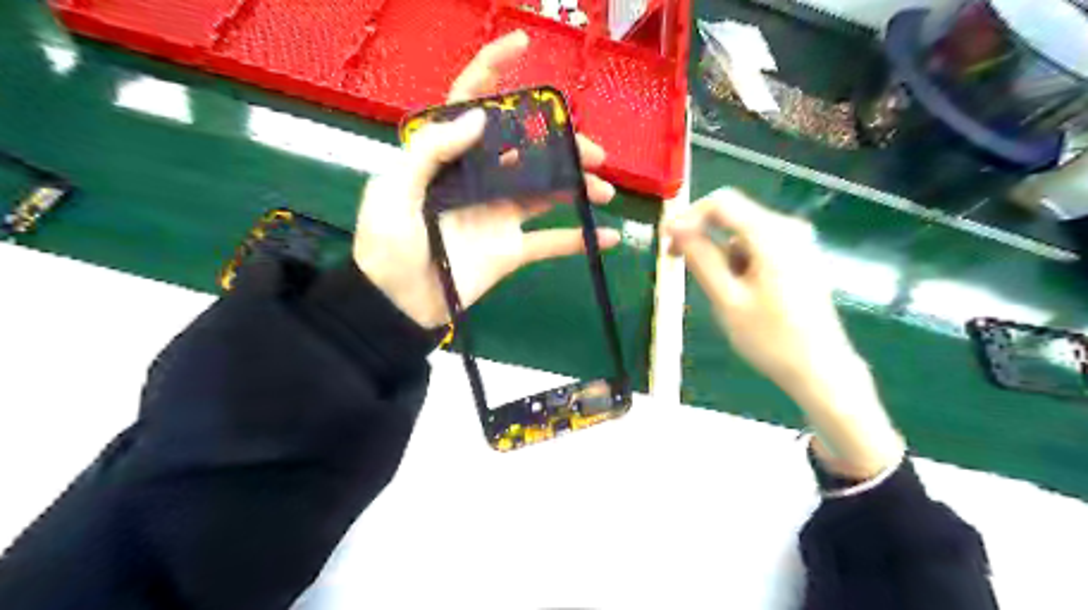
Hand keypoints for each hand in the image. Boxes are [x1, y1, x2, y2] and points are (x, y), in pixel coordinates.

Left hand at [354, 31, 615, 327]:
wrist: (399, 305)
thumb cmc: (388, 246)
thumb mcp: (395, 192)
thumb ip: (431, 151)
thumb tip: (480, 116)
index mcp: (447, 158)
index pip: (469, 104)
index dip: (492, 71)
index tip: (522, 44)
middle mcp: (479, 180)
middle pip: (525, 149)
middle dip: (561, 145)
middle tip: (592, 153)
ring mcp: (498, 215)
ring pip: (545, 191)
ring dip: (578, 187)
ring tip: (604, 190)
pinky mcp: (511, 249)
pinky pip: (550, 242)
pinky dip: (579, 240)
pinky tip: (609, 237)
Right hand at [664, 187, 858, 393]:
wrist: (821, 369)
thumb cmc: (771, 338)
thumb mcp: (727, 300)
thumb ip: (700, 259)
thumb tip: (676, 229)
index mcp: (772, 234)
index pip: (720, 203)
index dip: (687, 216)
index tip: (665, 241)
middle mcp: (788, 228)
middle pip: (732, 214)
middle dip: (700, 235)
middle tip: (676, 262)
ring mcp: (796, 242)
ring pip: (741, 233)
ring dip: (719, 253)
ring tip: (717, 291)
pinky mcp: (798, 256)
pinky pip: (756, 246)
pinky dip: (737, 261)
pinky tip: (738, 291)